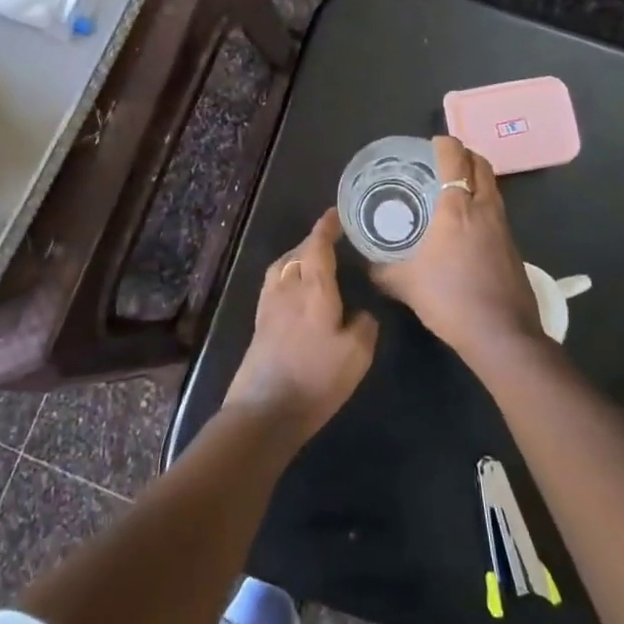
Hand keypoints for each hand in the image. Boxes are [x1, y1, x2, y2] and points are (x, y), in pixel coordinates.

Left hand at [225, 209, 378, 443]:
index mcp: (314, 288)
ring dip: (298, 256)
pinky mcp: (259, 322)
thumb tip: (360, 312)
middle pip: (298, 252)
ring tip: (313, 260)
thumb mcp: (357, 354)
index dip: (327, 227)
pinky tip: (295, 288)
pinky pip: (274, 282)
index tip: (336, 214)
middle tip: (333, 239)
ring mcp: (269, 304)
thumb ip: (364, 325)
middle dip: (314, 241)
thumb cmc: (316, 378)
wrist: (265, 409)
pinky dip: (287, 274)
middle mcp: (288, 287)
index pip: (318, 246)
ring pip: (283, 266)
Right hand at [370, 136, 544, 364]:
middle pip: (480, 164)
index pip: (455, 157)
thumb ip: (382, 270)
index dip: (443, 144)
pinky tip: (465, 225)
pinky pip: (496, 209)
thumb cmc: (450, 299)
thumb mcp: (405, 284)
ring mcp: (503, 226)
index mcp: (457, 208)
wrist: (502, 334)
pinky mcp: (512, 245)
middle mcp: (484, 208)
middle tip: (441, 162)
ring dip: (475, 178)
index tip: (430, 145)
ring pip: (492, 186)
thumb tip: (366, 265)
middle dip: (463, 155)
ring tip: (451, 189)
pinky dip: (482, 203)